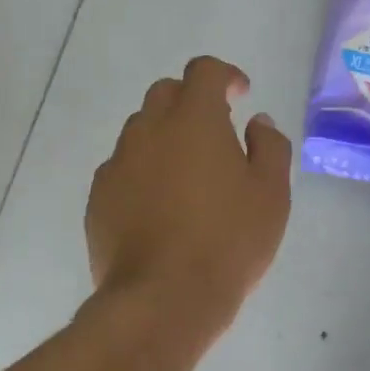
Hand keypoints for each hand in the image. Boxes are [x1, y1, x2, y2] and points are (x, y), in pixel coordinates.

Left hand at [86, 56, 292, 344]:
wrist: (162, 299)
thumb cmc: (228, 241)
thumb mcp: (271, 194)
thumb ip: (269, 146)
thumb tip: (257, 122)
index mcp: (193, 120)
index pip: (203, 71)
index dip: (225, 75)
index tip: (240, 94)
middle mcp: (148, 130)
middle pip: (165, 94)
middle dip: (191, 102)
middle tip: (215, 134)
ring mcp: (117, 164)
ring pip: (140, 132)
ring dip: (165, 138)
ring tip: (188, 176)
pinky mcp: (98, 198)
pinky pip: (123, 169)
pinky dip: (143, 173)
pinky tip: (160, 208)